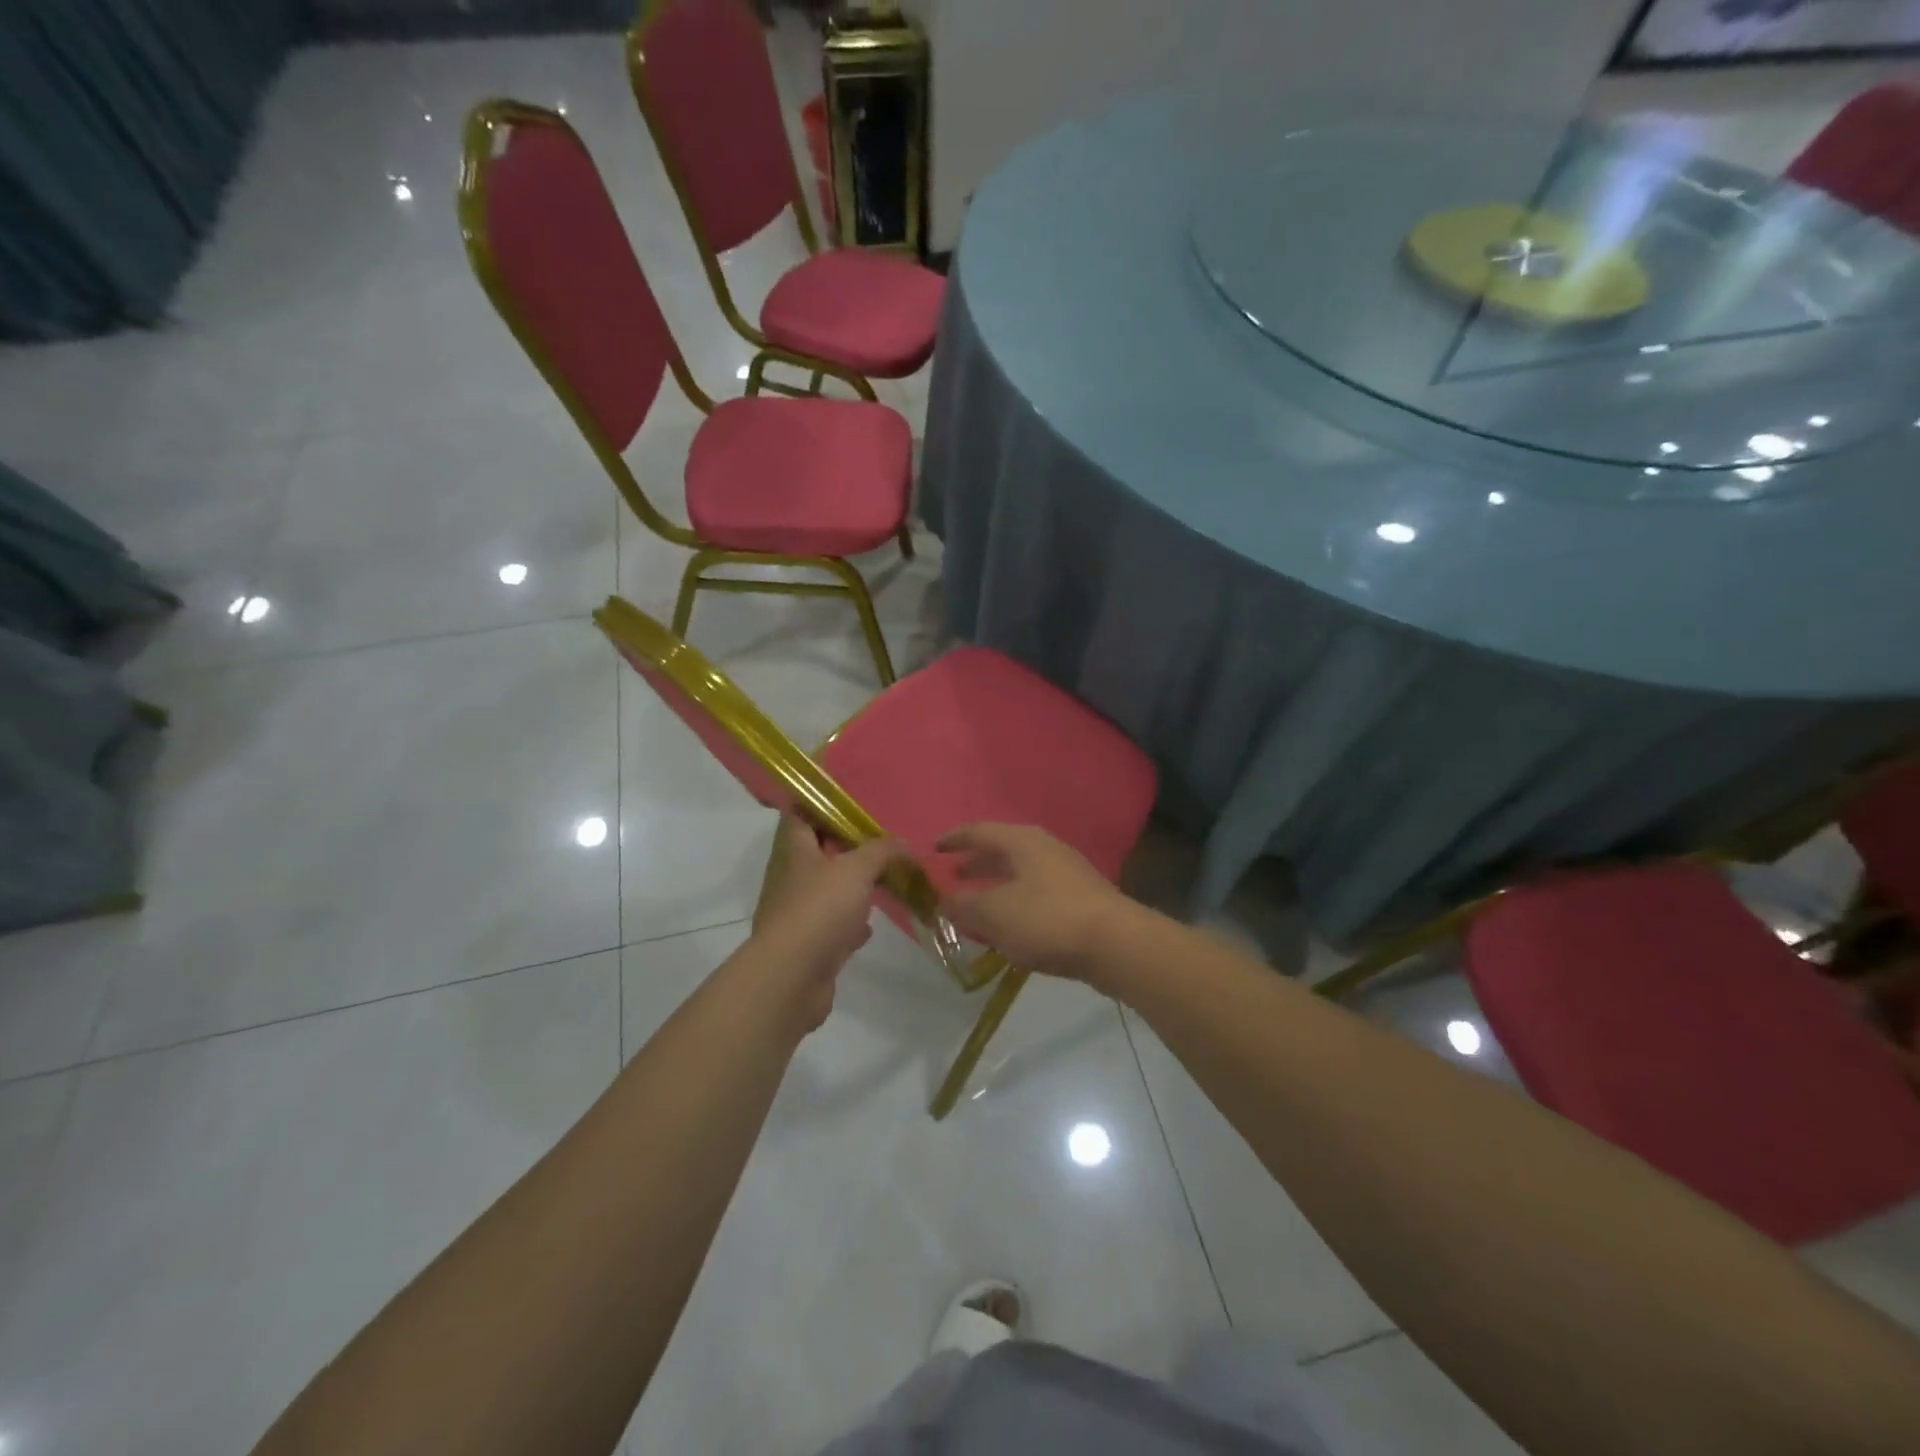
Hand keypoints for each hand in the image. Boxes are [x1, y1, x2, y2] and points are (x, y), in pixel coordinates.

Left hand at [748, 815, 908, 1032]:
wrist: (792, 977)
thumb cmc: (820, 909)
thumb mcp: (857, 869)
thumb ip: (882, 851)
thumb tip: (904, 843)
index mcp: (795, 851)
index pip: (799, 815)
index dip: (819, 806)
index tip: (849, 803)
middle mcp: (791, 878)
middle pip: (817, 853)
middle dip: (846, 848)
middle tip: (879, 843)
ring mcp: (797, 914)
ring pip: (827, 891)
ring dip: (851, 887)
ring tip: (882, 880)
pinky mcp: (808, 945)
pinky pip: (832, 926)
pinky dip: (851, 924)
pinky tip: (869, 927)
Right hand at [935, 823, 1139, 983]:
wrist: (1116, 944)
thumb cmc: (1047, 919)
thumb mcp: (994, 914)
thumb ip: (964, 905)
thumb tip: (944, 899)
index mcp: (1021, 841)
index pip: (978, 831)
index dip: (954, 840)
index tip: (933, 849)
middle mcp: (1044, 848)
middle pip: (1001, 850)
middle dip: (974, 864)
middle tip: (952, 878)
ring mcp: (1065, 872)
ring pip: (1019, 873)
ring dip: (994, 886)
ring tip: (975, 906)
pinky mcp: (1079, 899)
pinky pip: (1035, 893)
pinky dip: (1014, 902)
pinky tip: (1009, 926)